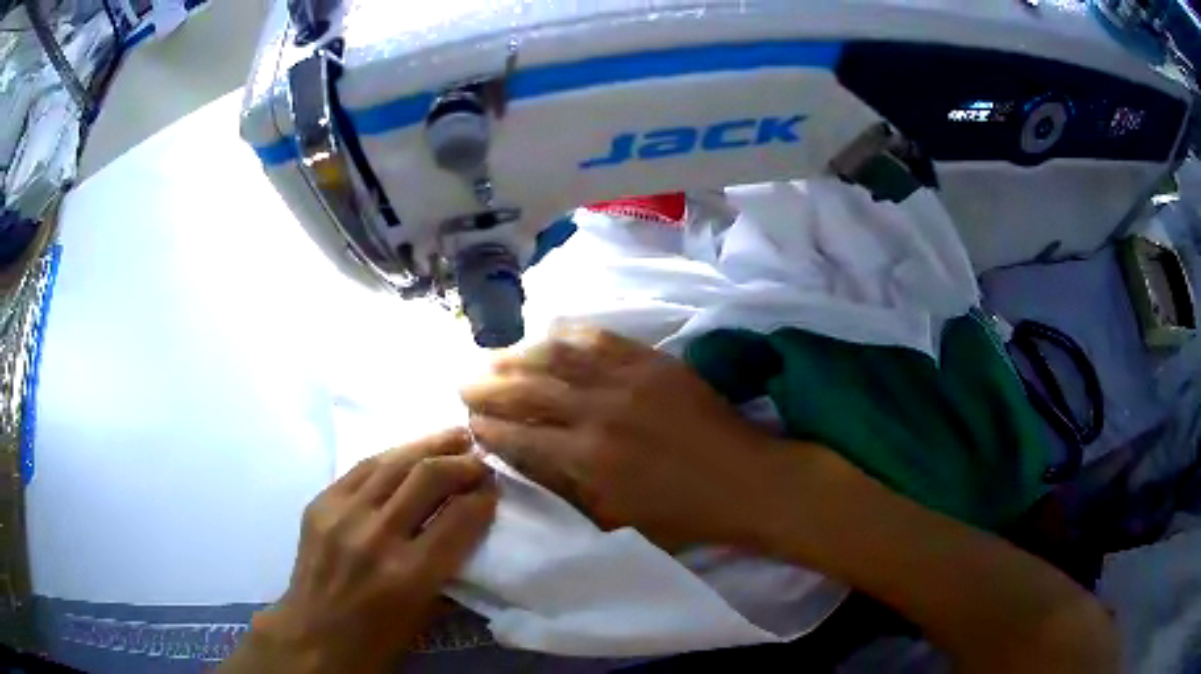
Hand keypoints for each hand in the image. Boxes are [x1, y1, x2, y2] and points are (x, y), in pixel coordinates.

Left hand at [235, 429, 496, 673]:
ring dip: (429, 445)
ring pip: (393, 462)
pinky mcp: (320, 503)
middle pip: (428, 477)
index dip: (484, 497)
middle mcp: (375, 536)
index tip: (496, 488)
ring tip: (454, 436)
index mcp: (409, 574)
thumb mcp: (426, 614)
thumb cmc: (378, 639)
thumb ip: (450, 568)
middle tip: (481, 459)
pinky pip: (362, 468)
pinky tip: (408, 452)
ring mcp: (342, 514)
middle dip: (462, 463)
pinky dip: (392, 457)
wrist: (313, 636)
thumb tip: (470, 525)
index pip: (459, 517)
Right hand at [462, 325, 802, 550]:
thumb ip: (565, 490)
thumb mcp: (614, 521)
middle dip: (487, 385)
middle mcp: (598, 411)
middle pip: (526, 388)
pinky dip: (568, 333)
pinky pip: (600, 337)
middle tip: (463, 383)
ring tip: (493, 356)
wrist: (744, 480)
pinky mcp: (652, 361)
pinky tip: (547, 331)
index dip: (487, 428)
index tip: (468, 423)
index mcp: (586, 458)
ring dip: (517, 354)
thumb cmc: (681, 515)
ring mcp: (627, 379)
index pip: (518, 435)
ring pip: (556, 355)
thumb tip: (525, 462)